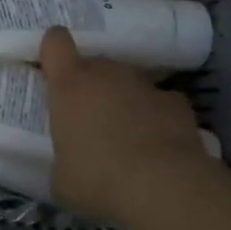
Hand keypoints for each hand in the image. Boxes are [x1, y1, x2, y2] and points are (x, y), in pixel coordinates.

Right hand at [40, 27, 218, 228]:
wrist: (164, 188)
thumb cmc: (98, 179)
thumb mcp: (61, 179)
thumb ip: (61, 159)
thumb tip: (68, 165)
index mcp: (70, 85)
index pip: (55, 42)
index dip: (53, 52)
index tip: (53, 71)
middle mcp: (107, 74)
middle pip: (94, 64)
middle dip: (91, 86)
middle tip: (90, 120)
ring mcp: (144, 85)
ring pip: (128, 82)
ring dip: (124, 100)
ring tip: (127, 136)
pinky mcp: (177, 102)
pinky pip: (159, 102)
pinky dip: (157, 117)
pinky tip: (159, 146)